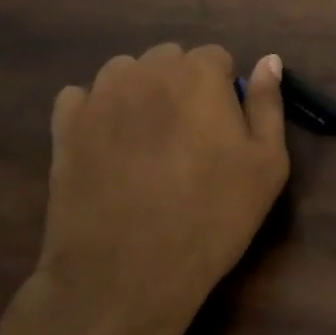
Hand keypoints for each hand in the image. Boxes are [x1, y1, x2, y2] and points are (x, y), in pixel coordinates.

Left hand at [0, 45, 289, 334]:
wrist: (126, 275)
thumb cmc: (210, 218)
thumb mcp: (267, 165)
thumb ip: (268, 103)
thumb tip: (269, 60)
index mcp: (199, 73)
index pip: (216, 59)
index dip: (222, 92)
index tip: (221, 131)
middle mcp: (148, 70)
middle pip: (170, 59)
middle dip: (181, 86)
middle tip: (186, 139)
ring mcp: (101, 95)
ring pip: (126, 73)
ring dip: (139, 93)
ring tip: (145, 142)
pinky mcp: (66, 125)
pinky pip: (82, 98)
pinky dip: (95, 112)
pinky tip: (106, 147)